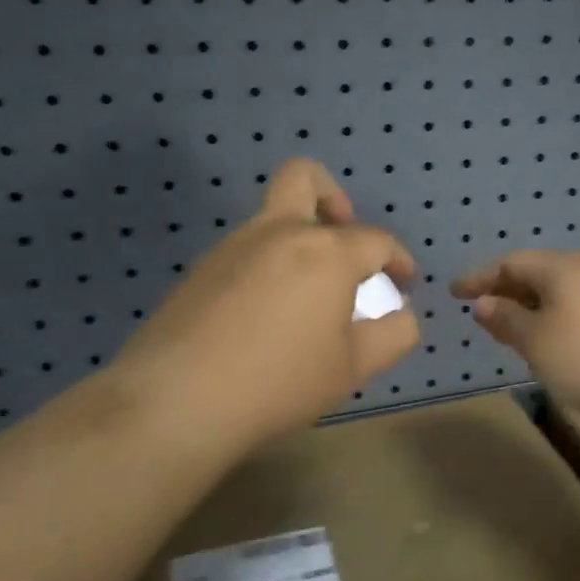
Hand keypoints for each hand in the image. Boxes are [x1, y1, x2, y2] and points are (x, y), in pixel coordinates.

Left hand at [112, 159, 419, 454]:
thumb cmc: (280, 381)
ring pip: (272, 216)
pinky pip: (246, 249)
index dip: (398, 259)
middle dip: (333, 198)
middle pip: (305, 178)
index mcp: (326, 251)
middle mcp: (280, 232)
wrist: (176, 402)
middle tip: (343, 243)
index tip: (403, 284)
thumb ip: (394, 333)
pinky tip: (266, 314)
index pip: (377, 239)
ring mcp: (233, 246)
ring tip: (308, 295)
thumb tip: (401, 312)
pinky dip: (269, 264)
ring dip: (299, 237)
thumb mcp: (354, 366)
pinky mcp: (200, 269)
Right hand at [450, 250, 579, 427]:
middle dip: (504, 291)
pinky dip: (550, 319)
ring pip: (556, 293)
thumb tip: (484, 303)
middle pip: (535, 273)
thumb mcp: (535, 341)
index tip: (454, 293)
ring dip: (527, 308)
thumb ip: (506, 318)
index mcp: (562, 268)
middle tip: (479, 313)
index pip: (510, 262)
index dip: (480, 277)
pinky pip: (574, 308)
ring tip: (507, 331)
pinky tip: (546, 343)